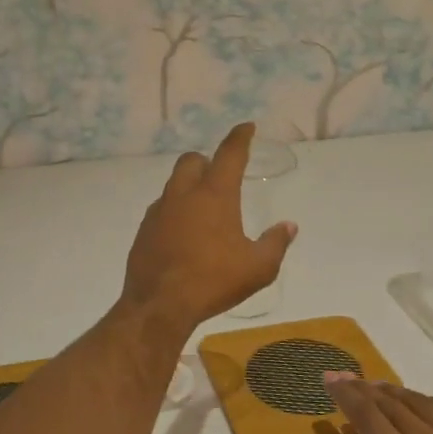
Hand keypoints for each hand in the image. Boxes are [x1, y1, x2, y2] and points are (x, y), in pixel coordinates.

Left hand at [122, 123, 295, 330]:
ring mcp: (159, 211)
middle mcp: (183, 195)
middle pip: (192, 161)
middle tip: (221, 176)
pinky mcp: (143, 231)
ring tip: (203, 209)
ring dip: (189, 186)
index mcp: (214, 195)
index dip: (240, 137)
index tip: (247, 128)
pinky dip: (175, 211)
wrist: (159, 306)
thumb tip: (288, 226)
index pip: (229, 154)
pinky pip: (161, 209)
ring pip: (173, 184)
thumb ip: (276, 243)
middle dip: (207, 161)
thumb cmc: (213, 282)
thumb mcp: (258, 268)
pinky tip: (183, 233)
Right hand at [323, 377, 432, 433]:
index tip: (328, 379)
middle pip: (390, 403)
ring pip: (420, 401)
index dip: (345, 395)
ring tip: (376, 388)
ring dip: (393, 391)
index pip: (368, 416)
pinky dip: (431, 399)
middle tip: (344, 378)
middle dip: (362, 388)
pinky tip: (425, 403)